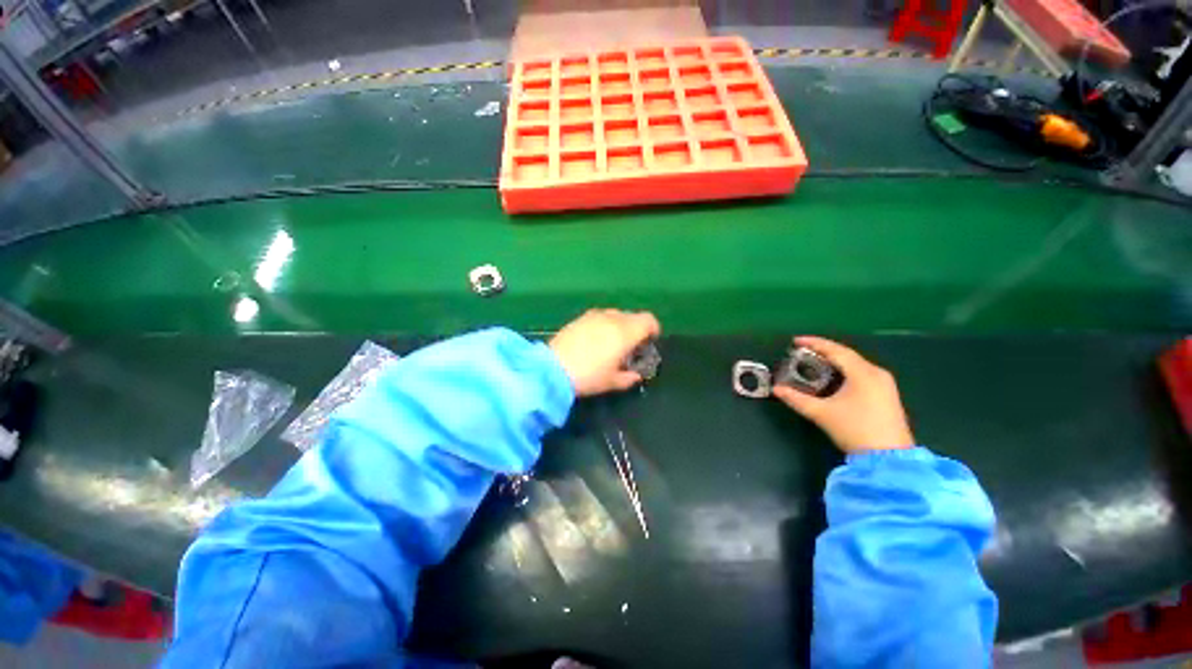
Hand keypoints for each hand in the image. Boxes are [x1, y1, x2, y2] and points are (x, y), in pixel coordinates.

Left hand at [549, 309, 660, 396]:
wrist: (553, 368)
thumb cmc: (589, 376)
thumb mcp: (612, 382)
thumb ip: (629, 378)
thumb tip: (636, 375)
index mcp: (625, 332)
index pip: (648, 320)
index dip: (653, 330)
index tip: (648, 343)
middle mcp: (612, 318)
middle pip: (633, 316)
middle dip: (636, 329)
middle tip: (630, 347)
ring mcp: (595, 315)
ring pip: (616, 315)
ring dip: (620, 326)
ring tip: (611, 343)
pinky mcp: (580, 318)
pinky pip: (600, 317)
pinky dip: (604, 325)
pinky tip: (594, 340)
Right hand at [773, 336, 914, 453]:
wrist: (889, 458)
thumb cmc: (855, 430)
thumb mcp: (821, 413)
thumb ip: (796, 399)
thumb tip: (776, 389)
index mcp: (863, 373)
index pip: (836, 350)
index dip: (814, 343)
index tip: (795, 341)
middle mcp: (877, 373)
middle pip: (846, 355)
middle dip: (823, 351)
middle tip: (802, 352)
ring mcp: (885, 384)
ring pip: (855, 364)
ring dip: (834, 361)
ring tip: (814, 362)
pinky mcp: (887, 394)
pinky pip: (862, 373)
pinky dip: (844, 370)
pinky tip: (834, 377)